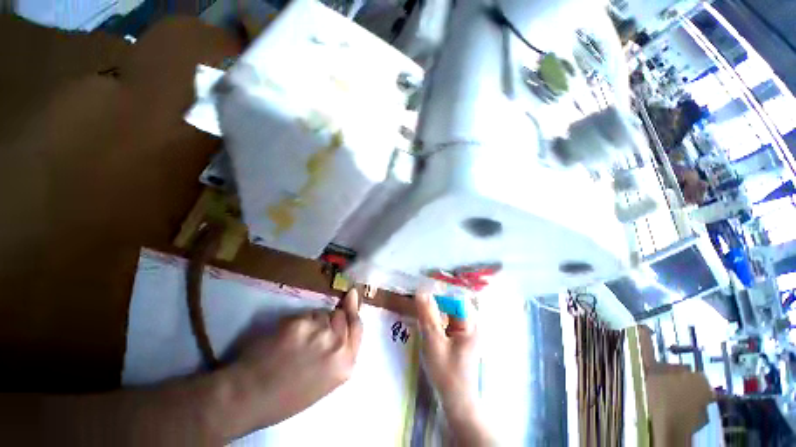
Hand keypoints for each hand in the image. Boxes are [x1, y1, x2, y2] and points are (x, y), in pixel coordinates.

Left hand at [219, 289, 362, 436]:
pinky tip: (285, 338)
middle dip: (330, 319)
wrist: (249, 397)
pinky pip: (304, 315)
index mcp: (345, 364)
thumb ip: (339, 351)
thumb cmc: (288, 395)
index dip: (353, 310)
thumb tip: (344, 321)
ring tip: (295, 342)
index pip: (357, 326)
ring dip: (313, 322)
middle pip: (341, 315)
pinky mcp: (299, 323)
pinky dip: (297, 323)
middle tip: (314, 332)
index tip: (352, 294)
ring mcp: (319, 332)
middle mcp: (337, 345)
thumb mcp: (325, 379)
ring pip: (321, 314)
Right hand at [415, 293, 478, 404]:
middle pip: (453, 300)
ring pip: (449, 308)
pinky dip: (437, 314)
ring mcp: (467, 328)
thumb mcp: (434, 342)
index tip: (422, 286)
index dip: (439, 289)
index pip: (455, 295)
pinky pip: (448, 317)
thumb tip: (420, 291)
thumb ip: (428, 315)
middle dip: (436, 296)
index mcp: (471, 322)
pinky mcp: (461, 334)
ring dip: (435, 305)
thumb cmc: (447, 373)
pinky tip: (427, 316)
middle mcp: (472, 321)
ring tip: (420, 302)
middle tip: (418, 295)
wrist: (457, 401)